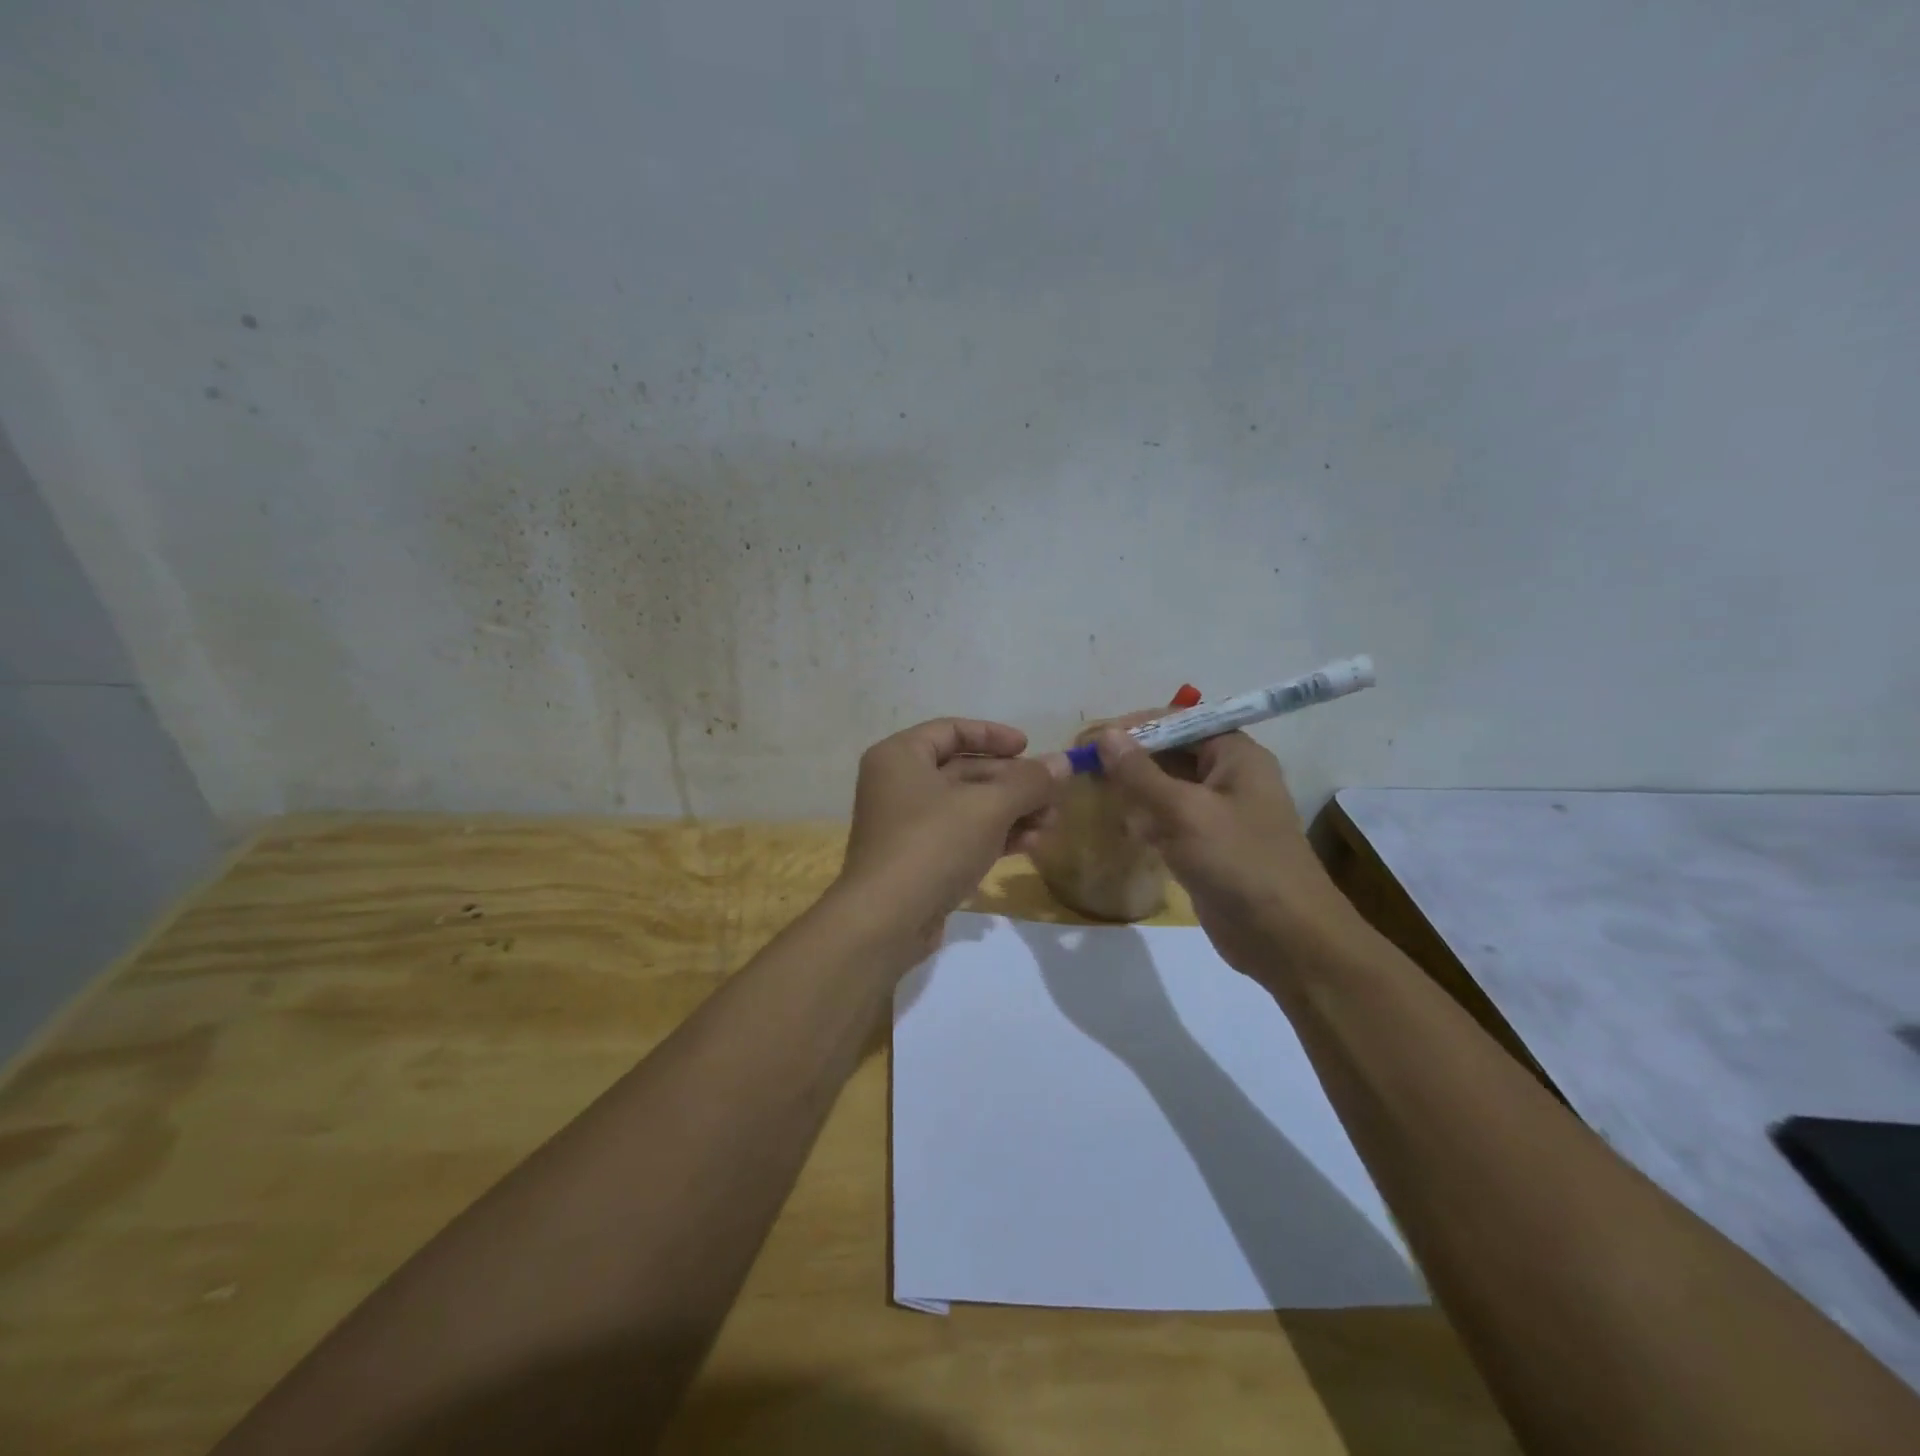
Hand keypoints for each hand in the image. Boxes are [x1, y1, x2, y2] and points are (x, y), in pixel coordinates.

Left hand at [835, 719, 1066, 955]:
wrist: (886, 921)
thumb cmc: (933, 844)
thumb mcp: (989, 807)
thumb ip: (1029, 782)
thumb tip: (1064, 762)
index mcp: (900, 757)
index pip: (951, 730)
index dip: (994, 735)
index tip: (1029, 747)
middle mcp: (899, 785)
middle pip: (965, 770)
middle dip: (1013, 783)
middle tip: (1054, 794)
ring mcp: (907, 826)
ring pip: (968, 807)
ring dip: (1011, 812)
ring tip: (1051, 824)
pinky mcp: (919, 860)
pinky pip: (962, 836)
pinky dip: (995, 836)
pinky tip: (1031, 845)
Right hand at [1092, 727, 1358, 976]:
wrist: (1286, 938)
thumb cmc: (1239, 862)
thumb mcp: (1184, 811)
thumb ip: (1141, 773)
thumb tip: (1106, 734)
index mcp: (1236, 755)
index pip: (1180, 722)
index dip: (1136, 726)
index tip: (1092, 738)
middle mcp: (1230, 777)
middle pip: (1172, 754)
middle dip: (1131, 759)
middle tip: (1084, 767)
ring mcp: (1219, 815)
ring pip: (1167, 789)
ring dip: (1134, 790)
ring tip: (1091, 792)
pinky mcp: (1208, 847)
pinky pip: (1170, 822)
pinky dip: (1145, 820)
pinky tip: (1118, 826)